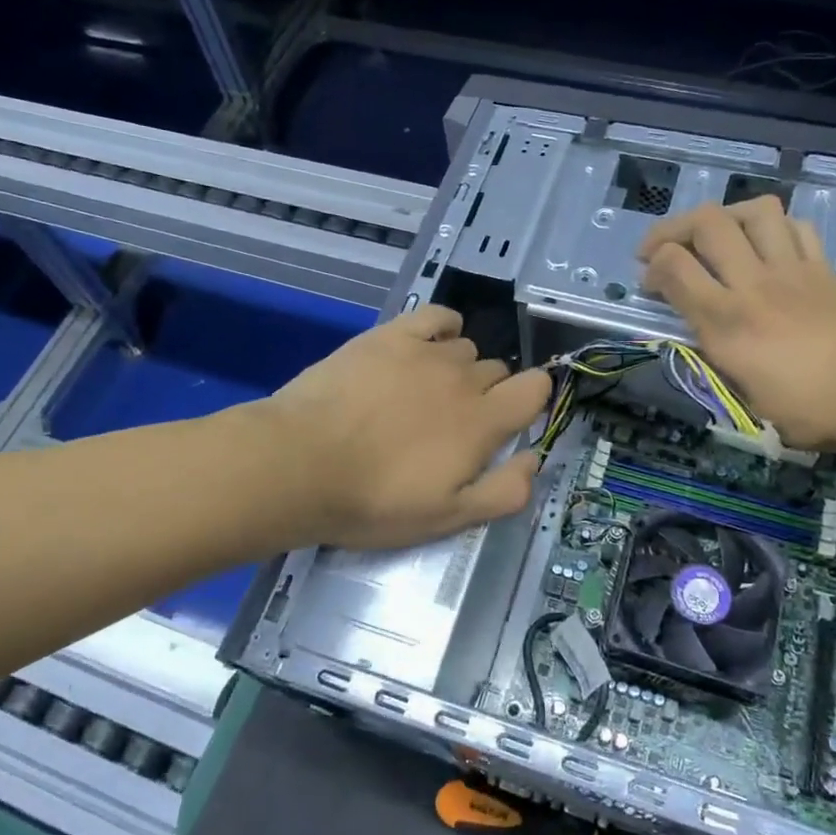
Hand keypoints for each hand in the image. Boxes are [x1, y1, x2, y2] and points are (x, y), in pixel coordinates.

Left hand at [258, 305, 551, 549]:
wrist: (300, 464)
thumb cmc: (375, 500)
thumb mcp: (447, 518)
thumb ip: (504, 491)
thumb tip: (534, 458)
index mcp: (483, 422)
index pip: (535, 389)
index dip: (531, 401)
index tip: (509, 421)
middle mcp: (464, 378)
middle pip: (498, 371)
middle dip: (487, 395)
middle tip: (450, 426)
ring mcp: (425, 351)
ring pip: (465, 349)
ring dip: (458, 369)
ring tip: (424, 394)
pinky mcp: (389, 335)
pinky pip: (436, 316)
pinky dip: (443, 327)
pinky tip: (429, 343)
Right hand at [636, 197, 835, 450]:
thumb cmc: (819, 410)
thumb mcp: (751, 407)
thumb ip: (720, 371)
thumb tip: (708, 349)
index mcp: (727, 323)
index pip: (674, 267)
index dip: (652, 269)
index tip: (649, 287)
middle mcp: (753, 284)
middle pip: (707, 223)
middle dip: (673, 229)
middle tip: (664, 250)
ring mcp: (793, 270)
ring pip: (754, 212)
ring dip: (725, 217)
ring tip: (715, 240)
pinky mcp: (824, 269)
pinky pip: (794, 228)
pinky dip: (772, 229)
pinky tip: (765, 249)